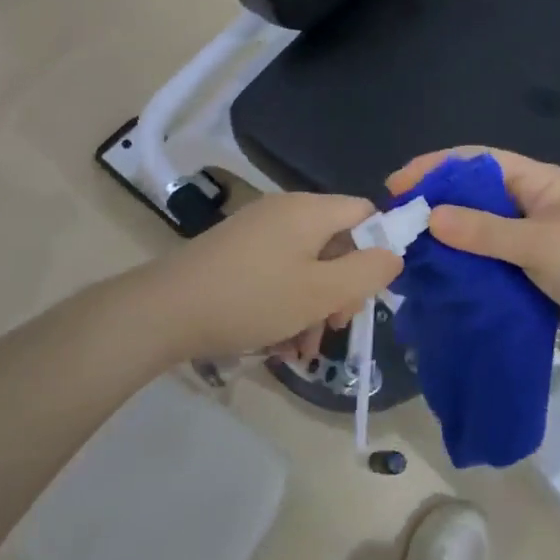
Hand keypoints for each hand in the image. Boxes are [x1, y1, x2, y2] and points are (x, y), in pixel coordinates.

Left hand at [152, 192, 402, 359]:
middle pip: (336, 243)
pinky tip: (279, 343)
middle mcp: (285, 211)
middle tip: (334, 326)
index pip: (365, 213)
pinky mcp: (236, 253)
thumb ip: (367, 272)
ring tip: (303, 349)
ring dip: (313, 306)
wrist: (164, 311)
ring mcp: (257, 232)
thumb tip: (395, 254)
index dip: (379, 247)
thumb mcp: (321, 291)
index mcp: (310, 210)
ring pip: (306, 265)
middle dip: (342, 288)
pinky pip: (278, 273)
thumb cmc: (253, 298)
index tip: (372, 290)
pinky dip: (286, 303)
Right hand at [387, 148, 559, 356]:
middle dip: (433, 206)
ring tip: (405, 255)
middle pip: (472, 197)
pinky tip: (435, 283)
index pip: (476, 162)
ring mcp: (528, 244)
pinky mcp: (528, 277)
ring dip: (444, 243)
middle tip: (394, 225)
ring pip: (476, 235)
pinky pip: (487, 268)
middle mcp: (528, 207)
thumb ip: (485, 231)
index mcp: (536, 183)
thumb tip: (430, 217)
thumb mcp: (541, 243)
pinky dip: (462, 272)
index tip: (396, 186)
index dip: (435, 168)